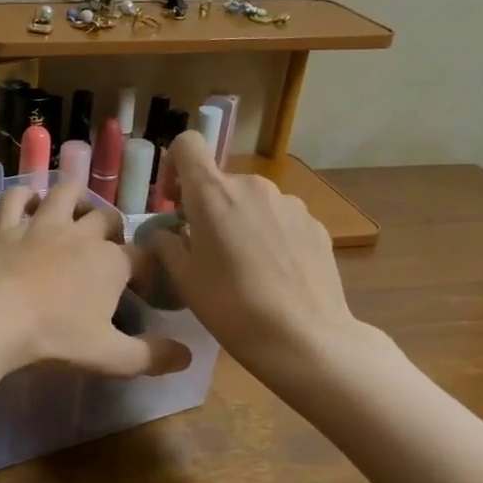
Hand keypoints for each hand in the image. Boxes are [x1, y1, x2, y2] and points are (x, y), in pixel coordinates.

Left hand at [0, 179, 190, 378]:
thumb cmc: (54, 336)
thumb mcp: (109, 356)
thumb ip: (151, 357)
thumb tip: (187, 356)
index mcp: (111, 263)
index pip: (142, 258)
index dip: (148, 271)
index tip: (144, 288)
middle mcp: (80, 234)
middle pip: (106, 218)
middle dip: (113, 230)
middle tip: (107, 250)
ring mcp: (40, 224)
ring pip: (65, 193)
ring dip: (75, 198)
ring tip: (76, 213)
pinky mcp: (4, 225)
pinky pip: (16, 197)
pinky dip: (24, 196)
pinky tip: (28, 204)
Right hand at [138, 132, 388, 396]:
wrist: (306, 338)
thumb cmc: (232, 307)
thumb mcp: (183, 279)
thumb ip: (167, 244)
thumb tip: (167, 233)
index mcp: (213, 193)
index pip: (188, 144)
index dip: (175, 166)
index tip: (175, 202)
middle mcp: (253, 186)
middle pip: (220, 181)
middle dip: (207, 207)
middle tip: (205, 250)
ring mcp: (289, 203)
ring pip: (251, 201)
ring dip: (240, 221)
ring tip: (243, 267)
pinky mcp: (315, 224)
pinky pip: (279, 219)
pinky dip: (269, 235)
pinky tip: (273, 274)